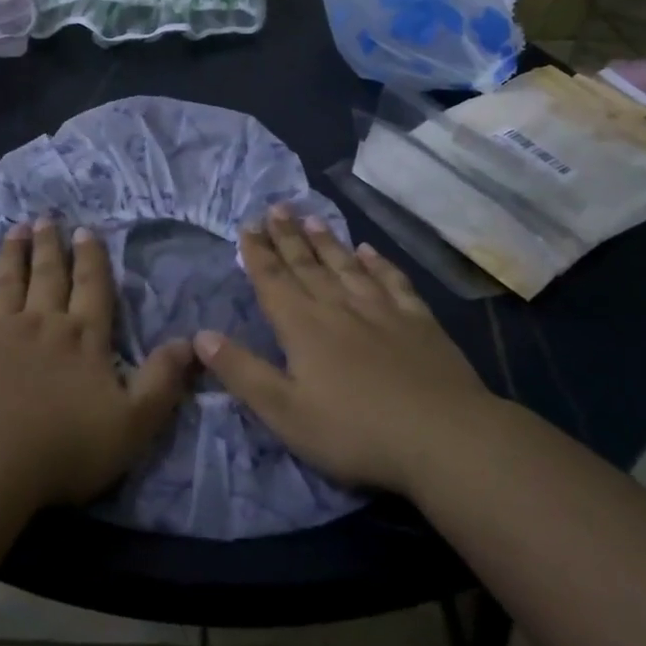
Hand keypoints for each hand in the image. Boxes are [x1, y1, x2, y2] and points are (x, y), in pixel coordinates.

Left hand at [0, 220, 195, 506]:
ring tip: (16, 229)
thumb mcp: (134, 422)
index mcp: (84, 337)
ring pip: (7, 282)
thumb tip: (191, 342)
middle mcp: (42, 322)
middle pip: (48, 276)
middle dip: (49, 246)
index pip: (92, 288)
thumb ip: (162, 381)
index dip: (91, 258)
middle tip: (46, 218)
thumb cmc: (66, 446)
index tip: (85, 230)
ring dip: (12, 253)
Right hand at [193, 206, 491, 494]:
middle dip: (287, 236)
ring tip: (311, 217)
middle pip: (306, 265)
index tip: (247, 225)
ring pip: (346, 265)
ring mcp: (382, 310)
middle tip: (276, 207)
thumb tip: (201, 335)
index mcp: (303, 326)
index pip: (273, 280)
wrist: (444, 438)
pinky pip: (392, 281)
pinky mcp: (419, 322)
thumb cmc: (354, 431)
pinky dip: (378, 263)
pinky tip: (369, 251)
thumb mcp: (284, 412)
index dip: (257, 253)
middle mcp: (338, 307)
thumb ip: (242, 371)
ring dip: (326, 241)